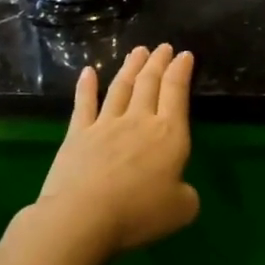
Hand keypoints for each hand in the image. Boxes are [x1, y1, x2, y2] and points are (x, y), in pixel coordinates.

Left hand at [35, 45, 198, 255]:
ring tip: (138, 51)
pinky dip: (86, 86)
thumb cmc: (138, 213)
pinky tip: (88, 72)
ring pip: (121, 87)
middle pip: (149, 83)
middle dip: (158, 63)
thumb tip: (181, 190)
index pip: (177, 92)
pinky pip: (84, 104)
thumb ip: (186, 194)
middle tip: (163, 47)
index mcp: (169, 134)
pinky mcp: (78, 134)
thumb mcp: (181, 209)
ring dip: (131, 67)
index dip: (181, 71)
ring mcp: (106, 124)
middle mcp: (139, 120)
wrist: (83, 217)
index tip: (184, 54)